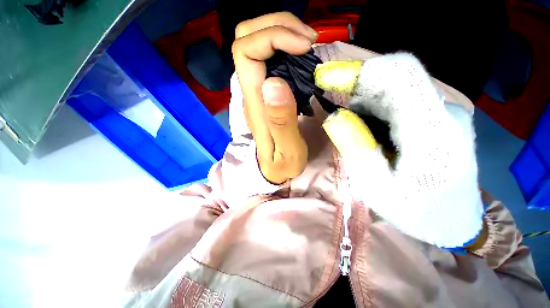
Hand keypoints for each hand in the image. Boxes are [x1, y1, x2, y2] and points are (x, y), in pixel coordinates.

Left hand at [231, 12, 317, 183]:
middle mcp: (252, 90)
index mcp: (255, 103)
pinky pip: (268, 55)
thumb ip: (281, 121)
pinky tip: (302, 55)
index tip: (304, 45)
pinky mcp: (266, 90)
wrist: (273, 169)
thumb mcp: (287, 150)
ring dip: (282, 31)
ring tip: (308, 44)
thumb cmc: (281, 164)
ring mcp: (258, 88)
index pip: (246, 52)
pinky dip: (285, 44)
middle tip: (308, 39)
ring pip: (255, 40)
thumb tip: (275, 82)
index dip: (273, 36)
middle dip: (276, 25)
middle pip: (245, 37)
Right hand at [323, 54, 483, 247]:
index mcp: (433, 133)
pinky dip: (373, 108)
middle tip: (328, 98)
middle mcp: (443, 113)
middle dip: (354, 84)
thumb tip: (335, 117)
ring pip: (393, 89)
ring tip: (349, 126)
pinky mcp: (435, 117)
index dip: (359, 70)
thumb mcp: (377, 189)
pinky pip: (397, 101)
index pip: (401, 76)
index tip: (326, 77)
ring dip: (362, 99)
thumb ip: (356, 150)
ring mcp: (441, 113)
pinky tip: (364, 128)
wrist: (455, 220)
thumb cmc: (417, 212)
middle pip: (394, 79)